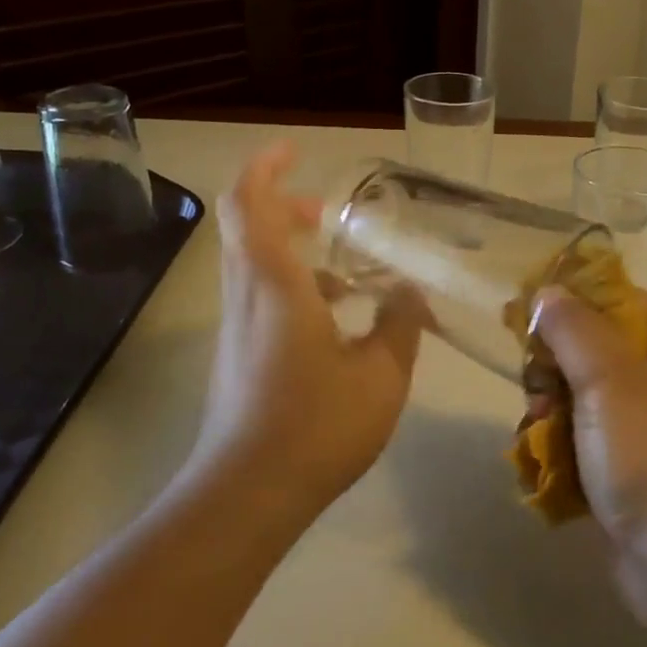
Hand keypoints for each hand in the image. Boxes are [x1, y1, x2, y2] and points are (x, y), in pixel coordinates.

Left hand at [191, 144, 426, 517]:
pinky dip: (294, 290)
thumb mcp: (381, 375)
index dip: (266, 167)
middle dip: (288, 208)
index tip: (296, 150)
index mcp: (273, 283)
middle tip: (334, 216)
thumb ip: (400, 323)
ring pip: (255, 266)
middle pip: (249, 227)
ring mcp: (236, 329)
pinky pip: (261, 300)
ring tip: (353, 275)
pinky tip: (340, 325)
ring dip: (296, 254)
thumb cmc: (315, 426)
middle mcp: (245, 295)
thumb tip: (410, 290)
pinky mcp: (238, 357)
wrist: (246, 496)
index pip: (250, 202)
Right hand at [531, 289, 646, 587]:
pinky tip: (543, 467)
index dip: (574, 302)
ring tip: (536, 436)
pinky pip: (590, 442)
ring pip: (586, 400)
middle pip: (598, 351)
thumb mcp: (612, 384)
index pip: (622, 301)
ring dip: (553, 413)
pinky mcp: (637, 475)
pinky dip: (564, 450)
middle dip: (557, 370)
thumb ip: (575, 331)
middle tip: (537, 393)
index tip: (526, 317)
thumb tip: (548, 292)